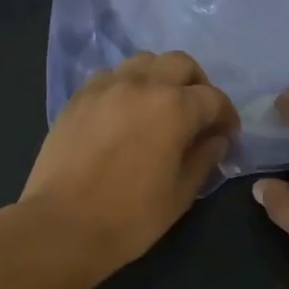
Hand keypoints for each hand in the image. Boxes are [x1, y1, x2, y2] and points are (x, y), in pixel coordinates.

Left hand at [17, 52, 238, 282]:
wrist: (62, 226)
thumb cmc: (130, 218)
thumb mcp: (179, 195)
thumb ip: (203, 159)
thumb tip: (216, 139)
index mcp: (174, 108)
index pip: (214, 98)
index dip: (227, 116)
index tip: (227, 136)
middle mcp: (141, 84)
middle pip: (180, 64)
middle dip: (197, 85)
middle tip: (198, 115)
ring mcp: (105, 87)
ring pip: (143, 62)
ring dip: (161, 78)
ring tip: (159, 108)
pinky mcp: (78, 98)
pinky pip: (110, 77)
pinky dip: (127, 86)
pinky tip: (124, 114)